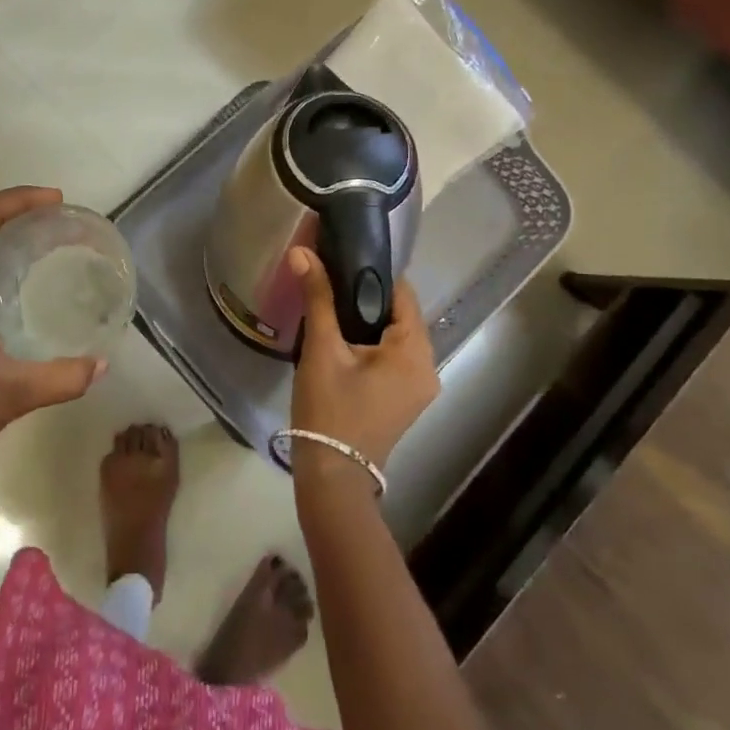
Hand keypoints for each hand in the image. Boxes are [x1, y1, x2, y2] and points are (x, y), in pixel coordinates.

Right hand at [288, 247, 439, 473]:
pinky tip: (341, 336)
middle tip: (330, 278)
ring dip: (366, 319)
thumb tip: (301, 252)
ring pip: (394, 335)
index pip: (403, 293)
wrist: (332, 477)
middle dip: (366, 296)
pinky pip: (392, 356)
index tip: (342, 257)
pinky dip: (370, 342)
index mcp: (416, 352)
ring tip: (330, 302)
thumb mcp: (322, 349)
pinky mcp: (405, 399)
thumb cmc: (330, 409)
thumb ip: (317, 297)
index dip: (373, 272)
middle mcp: (428, 367)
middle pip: (400, 314)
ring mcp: (419, 386)